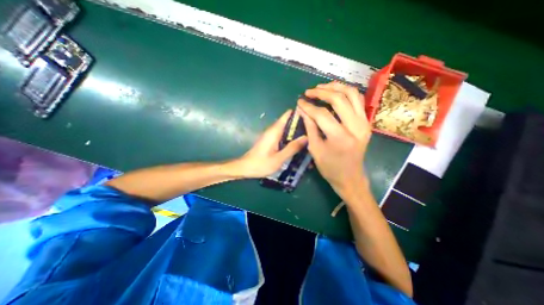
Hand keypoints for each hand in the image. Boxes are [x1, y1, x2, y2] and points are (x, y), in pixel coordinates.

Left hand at [236, 110, 307, 176]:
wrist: (245, 168)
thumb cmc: (261, 164)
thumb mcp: (279, 158)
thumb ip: (292, 148)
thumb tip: (306, 137)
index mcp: (274, 131)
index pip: (287, 115)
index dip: (298, 113)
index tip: (311, 115)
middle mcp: (273, 130)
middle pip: (288, 122)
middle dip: (300, 124)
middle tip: (314, 130)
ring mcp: (271, 135)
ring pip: (286, 129)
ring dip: (296, 132)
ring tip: (310, 136)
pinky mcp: (270, 141)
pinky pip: (283, 135)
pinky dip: (291, 138)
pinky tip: (298, 144)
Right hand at [297, 81, 369, 195]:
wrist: (350, 178)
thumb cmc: (330, 168)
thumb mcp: (315, 150)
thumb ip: (310, 127)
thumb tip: (303, 110)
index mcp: (340, 138)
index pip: (322, 114)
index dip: (309, 106)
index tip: (299, 101)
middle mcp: (355, 127)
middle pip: (339, 99)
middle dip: (321, 92)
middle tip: (309, 92)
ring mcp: (364, 123)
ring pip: (352, 94)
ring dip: (336, 87)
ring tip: (322, 87)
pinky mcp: (367, 123)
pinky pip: (359, 100)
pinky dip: (347, 93)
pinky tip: (336, 92)